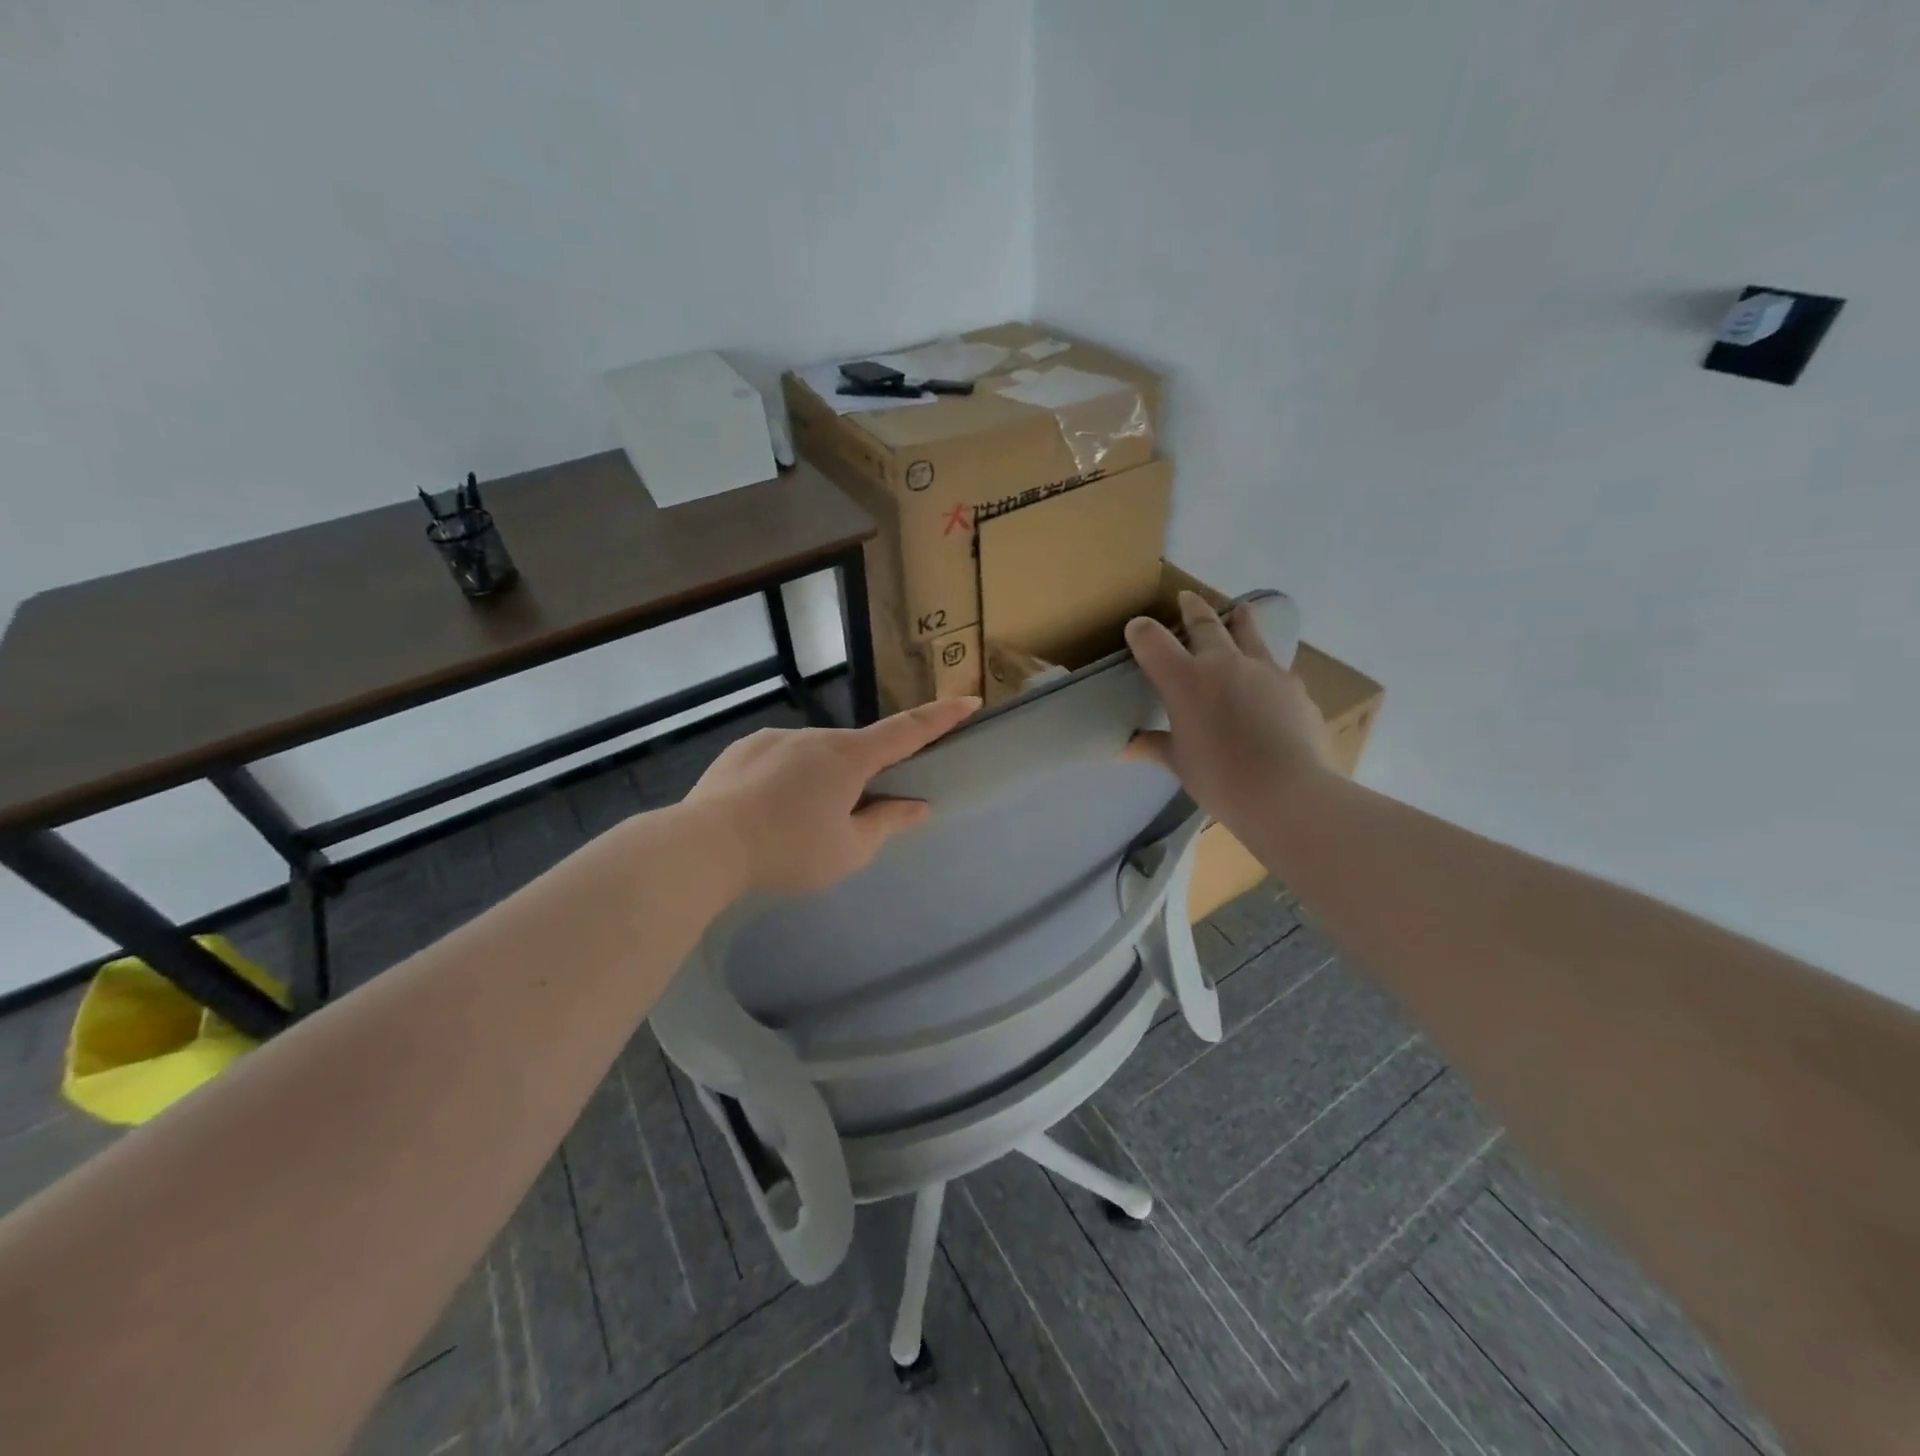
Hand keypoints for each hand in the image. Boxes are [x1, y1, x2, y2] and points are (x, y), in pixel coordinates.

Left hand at [686, 698, 979, 895]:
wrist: (704, 845)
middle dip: (861, 778)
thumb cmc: (788, 849)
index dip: (941, 717)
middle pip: (855, 752)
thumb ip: (887, 823)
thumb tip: (916, 806)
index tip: (969, 700)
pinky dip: (785, 781)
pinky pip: (780, 760)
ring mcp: (775, 738)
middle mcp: (815, 736)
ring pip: (814, 758)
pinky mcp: (743, 749)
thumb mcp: (849, 850)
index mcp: (849, 757)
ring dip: (818, 783)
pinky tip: (765, 812)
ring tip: (793, 826)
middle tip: (842, 821)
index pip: (908, 731)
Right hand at [1124, 592, 1332, 823]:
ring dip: (1239, 620)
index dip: (1141, 631)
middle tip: (1187, 597)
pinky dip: (1264, 667)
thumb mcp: (1179, 763)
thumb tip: (1126, 746)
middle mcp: (1223, 663)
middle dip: (1192, 609)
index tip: (1136, 628)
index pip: (1153, 641)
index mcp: (1185, 680)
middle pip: (1205, 624)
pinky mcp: (1294, 687)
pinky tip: (1268, 680)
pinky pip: (1275, 668)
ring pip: (1249, 633)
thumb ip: (1154, 746)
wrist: (1287, 792)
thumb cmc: (1220, 779)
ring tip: (1240, 610)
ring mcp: (1264, 670)